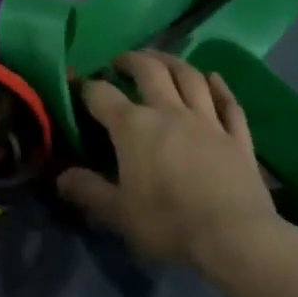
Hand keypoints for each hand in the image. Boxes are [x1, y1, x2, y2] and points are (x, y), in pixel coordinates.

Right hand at [57, 51, 282, 270]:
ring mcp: (207, 120)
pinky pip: (228, 103)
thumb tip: (61, 177)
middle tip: (121, 62)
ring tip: (161, 60)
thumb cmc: (169, 223)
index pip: (102, 95)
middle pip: (150, 70)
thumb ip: (89, 191)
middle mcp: (169, 111)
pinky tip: (214, 78)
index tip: (80, 89)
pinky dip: (220, 87)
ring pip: (189, 77)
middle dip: (132, 60)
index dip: (88, 88)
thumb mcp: (119, 214)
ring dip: (173, 62)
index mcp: (133, 126)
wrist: (234, 236)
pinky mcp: (237, 137)